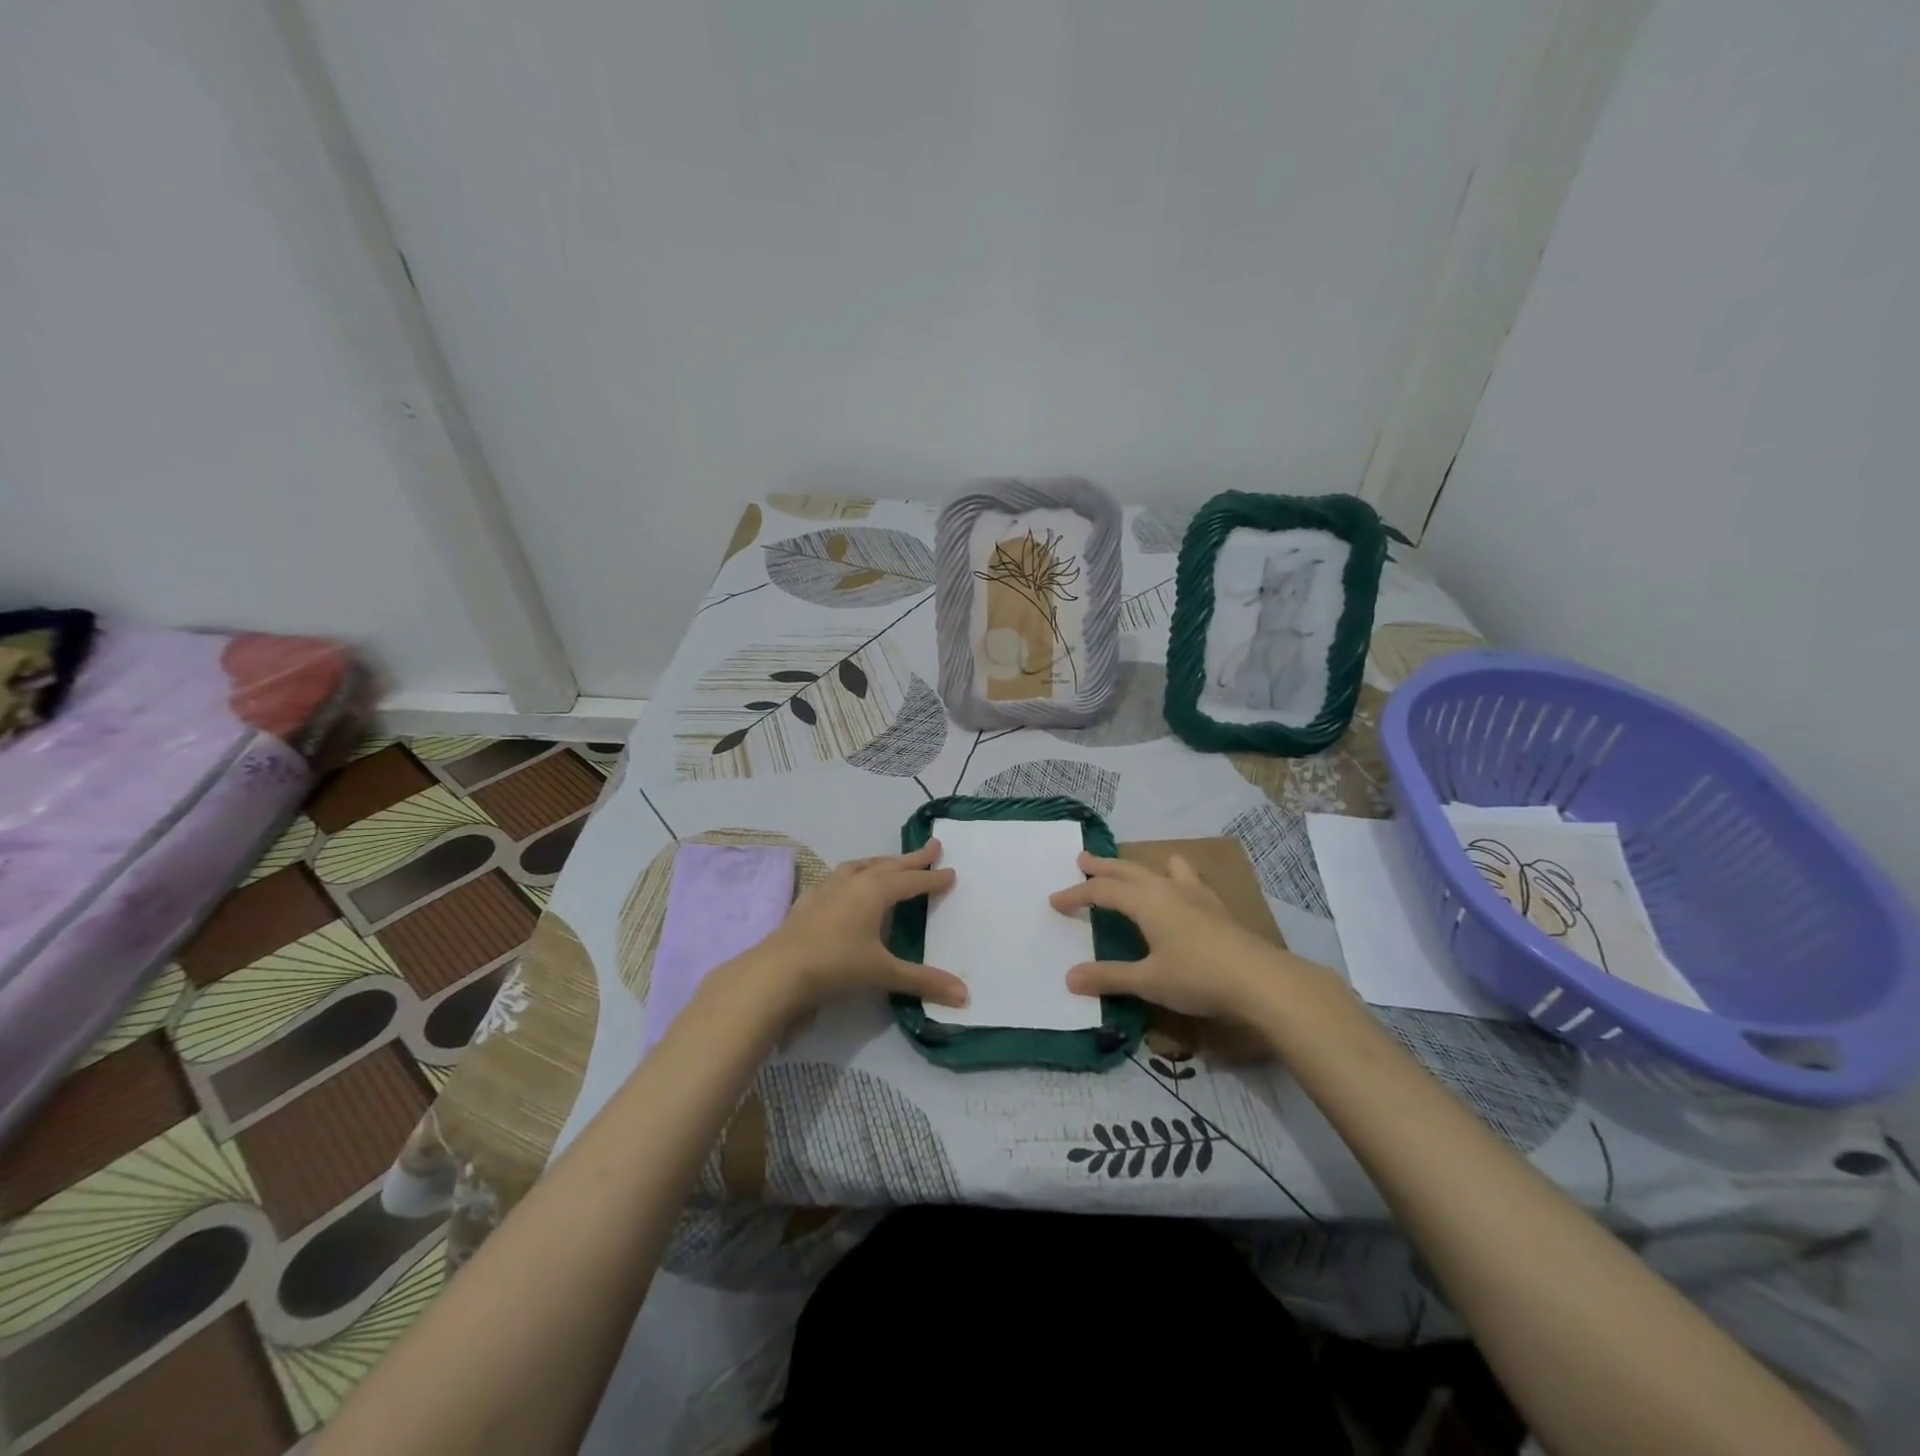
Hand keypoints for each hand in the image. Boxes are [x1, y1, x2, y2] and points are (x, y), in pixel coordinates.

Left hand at [752, 841, 968, 1012]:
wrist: (778, 971)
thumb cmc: (836, 966)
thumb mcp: (884, 973)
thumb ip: (923, 981)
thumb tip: (964, 995)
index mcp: (875, 892)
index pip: (911, 881)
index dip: (932, 878)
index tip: (951, 871)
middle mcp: (853, 882)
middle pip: (888, 866)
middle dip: (912, 859)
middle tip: (932, 847)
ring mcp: (827, 889)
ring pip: (860, 866)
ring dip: (880, 862)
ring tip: (890, 862)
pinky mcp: (808, 901)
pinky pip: (836, 878)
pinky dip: (850, 875)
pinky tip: (846, 883)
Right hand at [1049, 852, 1330, 1020]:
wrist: (1260, 979)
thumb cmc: (1198, 977)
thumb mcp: (1148, 981)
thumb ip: (1108, 977)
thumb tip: (1069, 978)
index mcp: (1145, 902)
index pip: (1102, 891)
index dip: (1077, 894)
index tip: (1055, 901)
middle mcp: (1166, 888)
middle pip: (1127, 870)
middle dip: (1102, 866)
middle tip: (1082, 859)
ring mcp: (1194, 893)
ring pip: (1160, 867)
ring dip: (1139, 866)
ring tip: (1133, 870)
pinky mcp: (1215, 905)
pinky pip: (1187, 878)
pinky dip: (1172, 876)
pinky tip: (1179, 890)